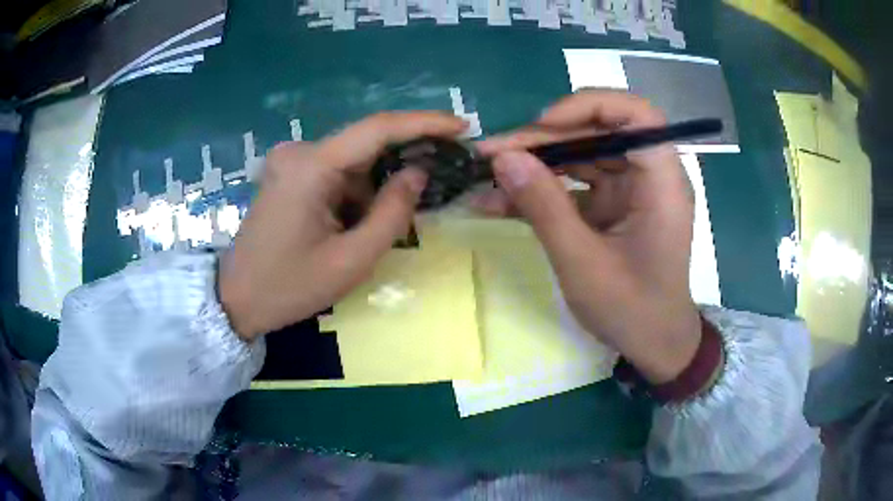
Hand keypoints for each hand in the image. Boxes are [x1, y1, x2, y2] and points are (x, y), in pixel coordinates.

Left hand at [219, 112, 466, 340]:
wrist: (237, 299)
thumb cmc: (290, 287)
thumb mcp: (352, 260)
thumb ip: (392, 213)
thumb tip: (417, 173)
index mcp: (311, 166)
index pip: (378, 128)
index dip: (424, 122)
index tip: (462, 125)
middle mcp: (300, 152)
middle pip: (366, 145)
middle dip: (404, 161)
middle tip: (441, 176)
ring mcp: (291, 162)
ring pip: (353, 163)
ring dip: (377, 187)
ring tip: (389, 221)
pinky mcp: (289, 175)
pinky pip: (336, 173)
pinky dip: (357, 192)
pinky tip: (360, 221)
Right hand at [476, 90, 700, 383]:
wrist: (654, 345)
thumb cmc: (632, 310)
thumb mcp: (583, 263)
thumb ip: (544, 207)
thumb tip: (502, 157)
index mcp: (662, 182)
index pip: (635, 115)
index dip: (589, 107)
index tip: (544, 126)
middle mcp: (649, 175)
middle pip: (598, 131)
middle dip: (544, 140)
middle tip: (493, 154)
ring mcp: (629, 190)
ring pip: (580, 155)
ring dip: (535, 163)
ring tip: (487, 174)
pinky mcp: (612, 206)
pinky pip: (574, 184)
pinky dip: (540, 190)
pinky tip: (499, 200)